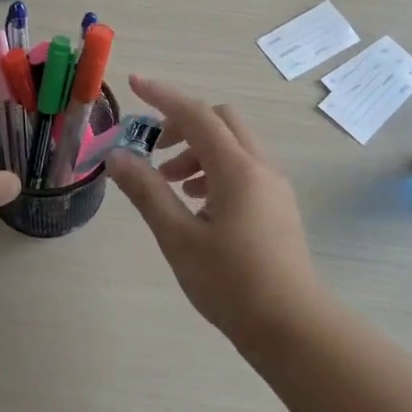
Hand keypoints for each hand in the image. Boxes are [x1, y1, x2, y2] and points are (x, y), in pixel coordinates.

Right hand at [106, 75, 321, 338]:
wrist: (293, 328)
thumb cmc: (231, 283)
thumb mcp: (178, 238)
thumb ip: (147, 192)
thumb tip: (117, 156)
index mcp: (237, 169)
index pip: (196, 115)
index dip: (162, 96)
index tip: (133, 83)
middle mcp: (260, 167)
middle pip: (221, 121)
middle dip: (183, 123)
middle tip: (154, 148)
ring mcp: (274, 187)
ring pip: (233, 145)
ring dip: (198, 150)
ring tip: (169, 184)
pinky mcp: (278, 207)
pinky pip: (243, 168)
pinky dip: (214, 169)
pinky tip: (196, 205)